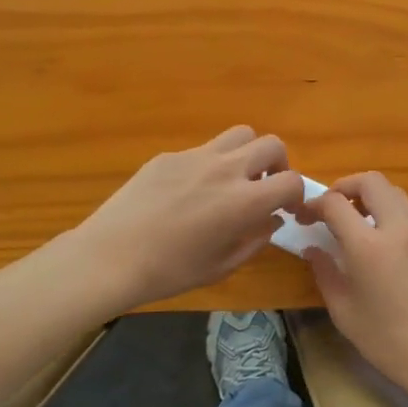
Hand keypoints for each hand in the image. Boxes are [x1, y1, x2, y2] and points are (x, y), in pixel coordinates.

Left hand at [72, 126, 303, 311]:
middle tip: (264, 187)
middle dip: (278, 164)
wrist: (110, 256)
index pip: (291, 181)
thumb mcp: (222, 266)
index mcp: (243, 202)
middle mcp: (225, 170)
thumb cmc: (170, 271)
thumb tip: (271, 220)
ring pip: (239, 134)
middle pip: (271, 144)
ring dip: (247, 153)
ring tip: (234, 178)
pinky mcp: (169, 156)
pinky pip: (202, 150)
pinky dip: (210, 164)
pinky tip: (188, 192)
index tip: (288, 209)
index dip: (296, 195)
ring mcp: (195, 157)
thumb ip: (255, 240)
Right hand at [297, 172, 407, 406]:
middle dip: (347, 186)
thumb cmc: (388, 342)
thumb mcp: (344, 312)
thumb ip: (325, 273)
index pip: (336, 203)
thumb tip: (314, 249)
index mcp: (369, 246)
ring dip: (373, 199)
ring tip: (359, 225)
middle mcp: (399, 230)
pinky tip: (387, 253)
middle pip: (373, 182)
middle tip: (333, 207)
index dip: (315, 203)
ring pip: (397, 195)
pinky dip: (393, 221)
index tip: (305, 216)